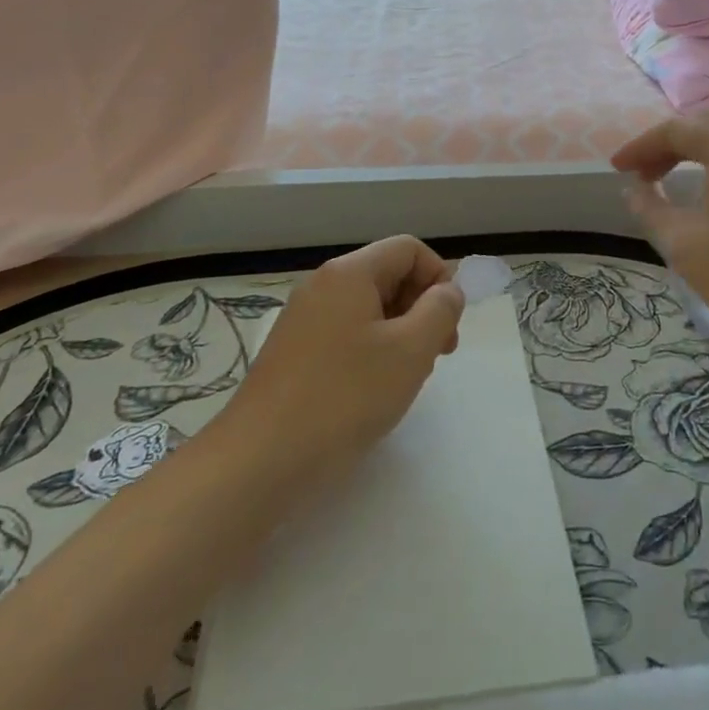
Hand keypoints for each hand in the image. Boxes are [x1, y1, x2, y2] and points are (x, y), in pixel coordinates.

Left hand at [225, 236, 465, 465]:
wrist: (260, 460)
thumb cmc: (345, 397)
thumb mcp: (411, 351)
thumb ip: (440, 310)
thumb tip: (447, 291)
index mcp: (350, 272)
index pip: (409, 249)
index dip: (439, 278)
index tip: (448, 324)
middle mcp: (323, 285)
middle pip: (388, 275)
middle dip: (422, 307)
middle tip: (437, 355)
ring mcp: (303, 319)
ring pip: (369, 308)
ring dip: (400, 333)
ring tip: (406, 377)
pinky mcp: (293, 352)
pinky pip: (346, 333)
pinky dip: (371, 351)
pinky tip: (373, 391)